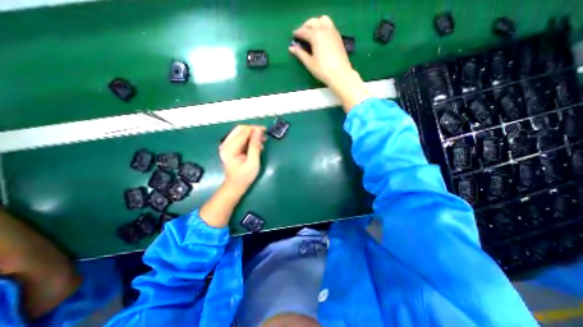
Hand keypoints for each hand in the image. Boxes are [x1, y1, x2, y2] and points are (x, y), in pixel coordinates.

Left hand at [218, 124, 265, 196]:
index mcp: (230, 149)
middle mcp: (225, 144)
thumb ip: (255, 145)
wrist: (235, 185)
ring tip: (262, 140)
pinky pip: (239, 138)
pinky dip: (248, 138)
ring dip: (251, 134)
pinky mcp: (229, 147)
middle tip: (264, 134)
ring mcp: (226, 145)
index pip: (243, 132)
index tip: (265, 130)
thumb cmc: (245, 176)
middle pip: (239, 129)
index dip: (254, 129)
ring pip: (239, 132)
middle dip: (253, 130)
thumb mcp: (253, 162)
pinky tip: (255, 144)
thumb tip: (258, 131)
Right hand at [289, 15, 370, 110]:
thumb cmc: (323, 70)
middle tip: (301, 34)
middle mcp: (324, 29)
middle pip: (313, 22)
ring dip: (315, 23)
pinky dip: (323, 26)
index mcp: (316, 35)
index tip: (293, 36)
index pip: (304, 31)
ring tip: (311, 33)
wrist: (340, 74)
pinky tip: (321, 36)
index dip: (297, 33)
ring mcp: (333, 31)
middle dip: (305, 26)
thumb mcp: (309, 63)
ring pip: (322, 20)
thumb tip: (291, 48)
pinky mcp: (338, 36)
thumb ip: (300, 54)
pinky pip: (329, 25)